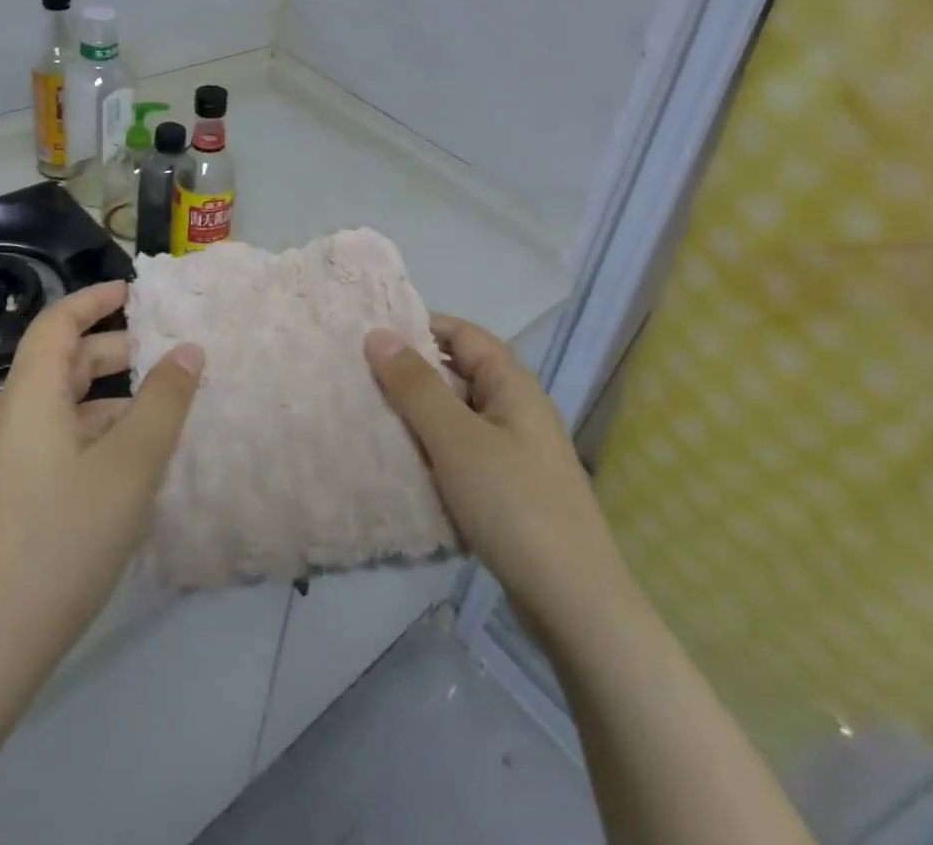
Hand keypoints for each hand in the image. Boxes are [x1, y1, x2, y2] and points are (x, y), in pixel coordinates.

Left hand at [0, 281, 202, 679]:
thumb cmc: (67, 536)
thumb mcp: (132, 463)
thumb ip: (165, 400)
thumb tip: (189, 350)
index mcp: (31, 397)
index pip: (57, 323)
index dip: (94, 299)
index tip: (135, 291)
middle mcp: (13, 418)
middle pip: (62, 360)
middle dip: (114, 348)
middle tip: (164, 352)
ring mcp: (11, 458)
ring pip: (65, 402)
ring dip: (111, 394)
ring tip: (162, 407)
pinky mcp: (17, 491)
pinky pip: (61, 436)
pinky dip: (99, 429)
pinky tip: (135, 458)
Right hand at [364, 316, 630, 641]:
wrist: (574, 605)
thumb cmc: (514, 505)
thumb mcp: (457, 440)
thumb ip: (416, 386)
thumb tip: (378, 334)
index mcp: (513, 385)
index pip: (463, 334)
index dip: (421, 327)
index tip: (372, 335)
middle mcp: (516, 410)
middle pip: (459, 374)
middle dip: (412, 373)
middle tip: (359, 377)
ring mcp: (514, 452)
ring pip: (456, 417)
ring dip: (418, 415)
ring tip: (368, 417)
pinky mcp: (506, 490)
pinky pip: (461, 454)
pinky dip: (431, 451)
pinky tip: (400, 465)